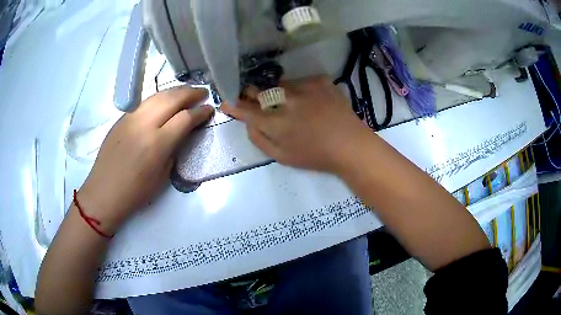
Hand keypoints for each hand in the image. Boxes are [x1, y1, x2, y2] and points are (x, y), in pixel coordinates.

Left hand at [79, 87, 213, 233]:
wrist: (104, 192)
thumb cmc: (135, 192)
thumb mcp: (162, 176)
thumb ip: (173, 150)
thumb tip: (181, 134)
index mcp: (157, 143)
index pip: (185, 118)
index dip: (201, 112)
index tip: (210, 109)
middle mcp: (144, 124)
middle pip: (172, 98)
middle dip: (191, 93)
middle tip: (203, 93)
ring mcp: (131, 118)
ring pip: (158, 95)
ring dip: (176, 91)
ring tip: (186, 92)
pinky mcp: (122, 118)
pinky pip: (145, 103)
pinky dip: (159, 98)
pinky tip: (164, 103)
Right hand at [221, 76, 367, 172]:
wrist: (350, 145)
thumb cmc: (316, 156)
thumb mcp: (283, 157)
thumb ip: (260, 140)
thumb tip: (247, 123)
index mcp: (276, 123)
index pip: (247, 110)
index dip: (234, 106)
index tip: (226, 101)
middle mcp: (287, 101)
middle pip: (260, 91)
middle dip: (251, 93)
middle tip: (251, 95)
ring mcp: (305, 88)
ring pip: (280, 84)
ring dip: (276, 91)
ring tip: (285, 101)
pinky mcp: (320, 81)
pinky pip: (301, 81)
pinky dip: (300, 89)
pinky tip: (308, 99)